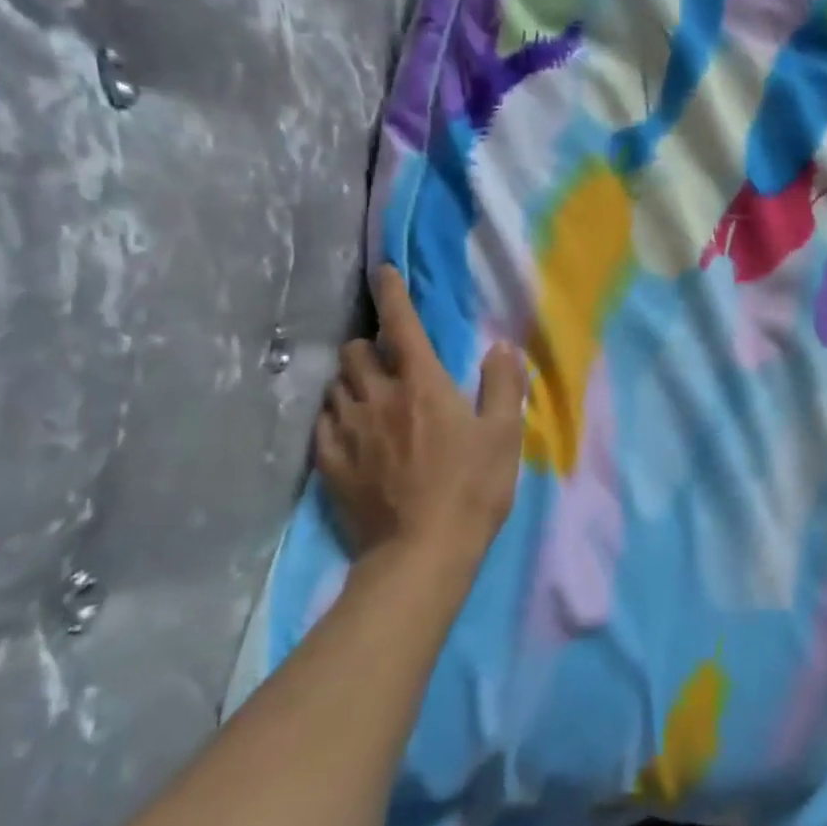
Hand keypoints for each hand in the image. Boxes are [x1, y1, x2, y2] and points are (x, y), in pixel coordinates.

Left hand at [316, 267, 526, 561]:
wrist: (421, 553)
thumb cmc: (471, 489)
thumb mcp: (504, 435)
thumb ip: (503, 385)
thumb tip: (501, 345)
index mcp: (422, 385)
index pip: (401, 325)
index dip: (392, 294)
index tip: (383, 272)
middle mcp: (378, 397)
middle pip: (355, 352)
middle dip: (367, 346)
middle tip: (384, 358)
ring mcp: (348, 431)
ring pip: (335, 385)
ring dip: (350, 380)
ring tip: (366, 393)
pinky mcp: (330, 463)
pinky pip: (322, 423)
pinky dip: (334, 415)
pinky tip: (347, 428)